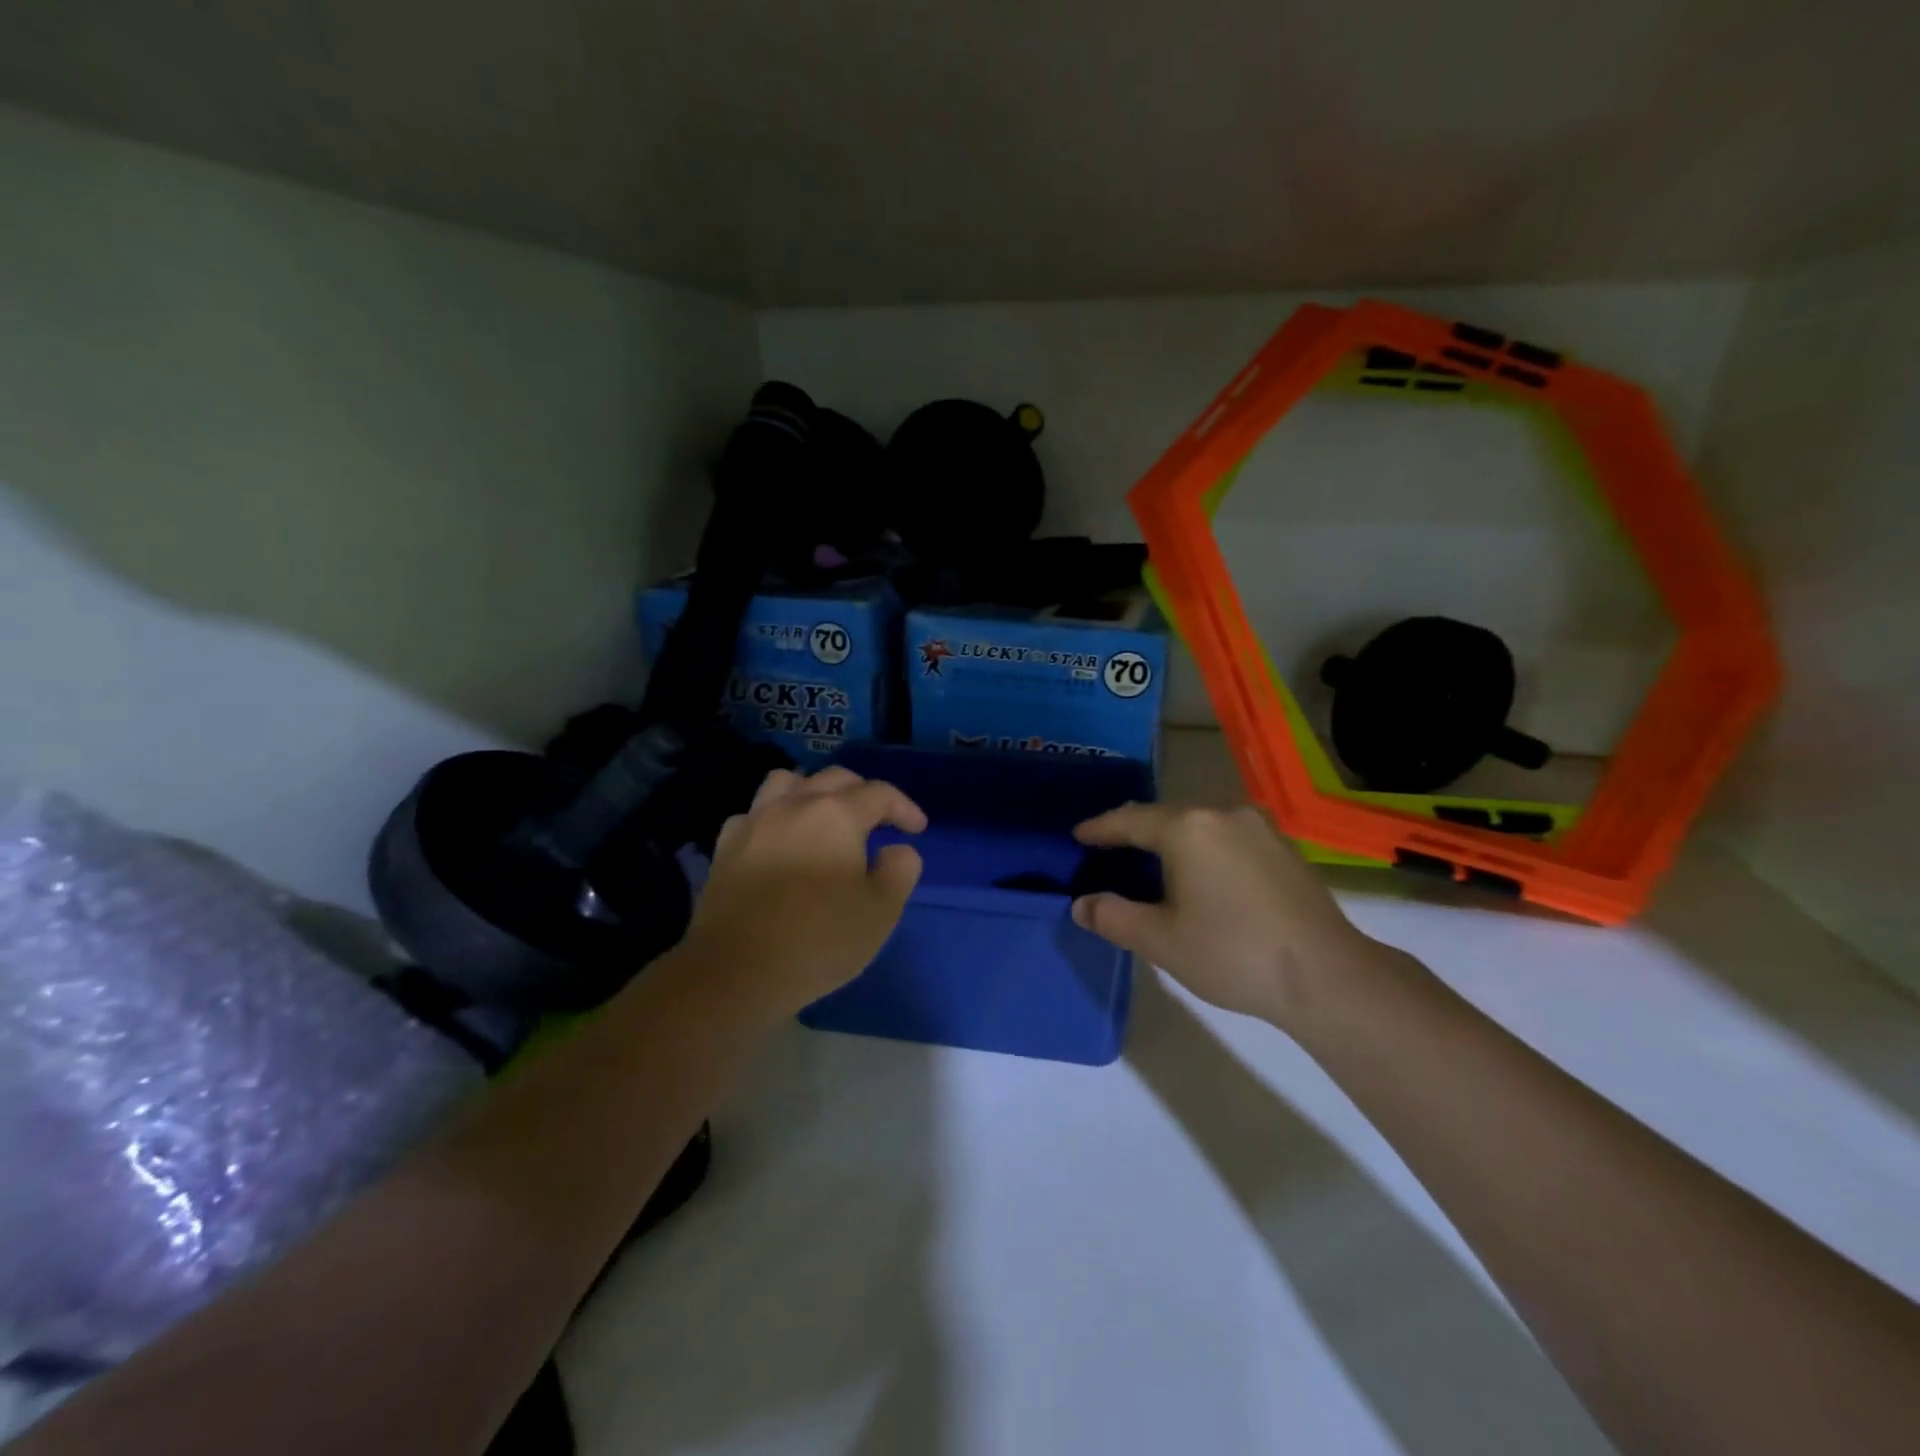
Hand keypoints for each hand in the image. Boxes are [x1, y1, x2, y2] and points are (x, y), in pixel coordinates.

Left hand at [682, 766, 926, 1017]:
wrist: (735, 971)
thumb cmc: (818, 940)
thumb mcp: (880, 912)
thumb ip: (899, 871)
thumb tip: (897, 850)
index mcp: (836, 814)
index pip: (879, 793)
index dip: (904, 808)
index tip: (917, 829)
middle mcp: (794, 805)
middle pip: (834, 779)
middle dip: (863, 793)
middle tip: (878, 821)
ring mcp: (754, 822)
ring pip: (787, 782)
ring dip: (812, 791)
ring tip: (824, 817)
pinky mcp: (726, 847)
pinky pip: (754, 814)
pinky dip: (774, 818)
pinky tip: (780, 842)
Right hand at [1071, 804, 1377, 1024]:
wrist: (1327, 976)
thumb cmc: (1232, 953)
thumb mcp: (1160, 940)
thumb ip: (1113, 916)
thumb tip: (1081, 904)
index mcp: (1188, 827)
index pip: (1130, 820)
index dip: (1100, 828)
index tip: (1078, 835)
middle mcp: (1223, 813)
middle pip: (1166, 816)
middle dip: (1135, 831)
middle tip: (1109, 847)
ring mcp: (1259, 827)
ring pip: (1200, 824)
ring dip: (1172, 840)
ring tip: (1152, 860)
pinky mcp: (1284, 847)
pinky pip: (1227, 836)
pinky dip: (1204, 848)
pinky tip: (1201, 873)